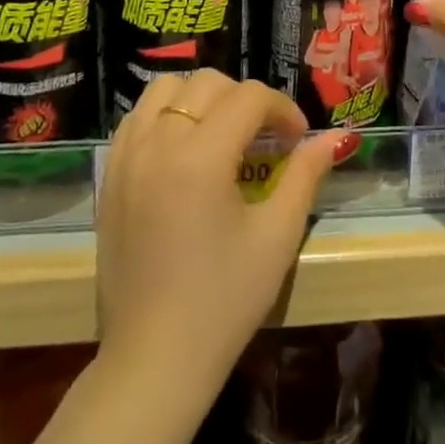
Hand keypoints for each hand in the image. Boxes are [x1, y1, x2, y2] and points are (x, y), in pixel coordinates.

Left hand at [96, 71, 345, 396]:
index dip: (282, 110)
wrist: (154, 360)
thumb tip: (334, 138)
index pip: (249, 98)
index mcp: (200, 158)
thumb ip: (306, 175)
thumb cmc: (224, 301)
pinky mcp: (110, 178)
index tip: (298, 141)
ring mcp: (125, 159)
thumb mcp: (277, 236)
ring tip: (223, 135)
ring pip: (165, 90)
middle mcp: (157, 145)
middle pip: (207, 83)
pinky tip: (185, 150)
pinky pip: (137, 119)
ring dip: (201, 99)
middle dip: (245, 100)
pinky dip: (165, 116)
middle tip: (266, 139)